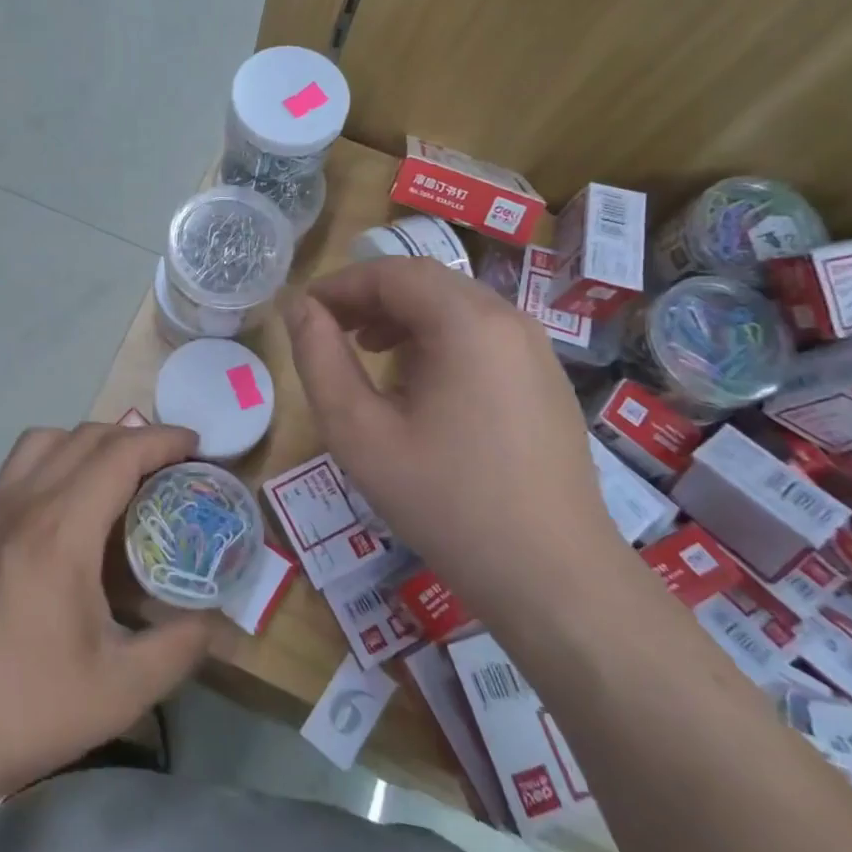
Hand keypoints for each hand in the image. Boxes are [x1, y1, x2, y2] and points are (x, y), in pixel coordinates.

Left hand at [0, 423, 217, 809]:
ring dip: (88, 442)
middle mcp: (23, 503)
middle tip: (169, 465)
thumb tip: (214, 620)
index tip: (197, 446)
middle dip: (134, 437)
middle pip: (85, 436)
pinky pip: (19, 468)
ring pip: (44, 441)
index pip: (120, 453)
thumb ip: (180, 647)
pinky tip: (67, 514)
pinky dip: (55, 462)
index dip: (163, 440)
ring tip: (117, 478)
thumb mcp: (120, 691)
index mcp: (61, 530)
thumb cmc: (24, 709)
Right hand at [282, 257, 626, 627]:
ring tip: (366, 353)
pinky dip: (437, 340)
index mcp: (467, 323)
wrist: (553, 578)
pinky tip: (417, 384)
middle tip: (328, 331)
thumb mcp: (359, 432)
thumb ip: (320, 360)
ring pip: (455, 307)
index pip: (392, 272)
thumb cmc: (444, 502)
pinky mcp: (545, 380)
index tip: (303, 313)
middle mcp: (509, 320)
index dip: (340, 285)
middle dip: (370, 299)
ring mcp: (535, 350)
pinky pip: (481, 336)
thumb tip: (299, 308)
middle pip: (426, 283)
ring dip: (402, 317)